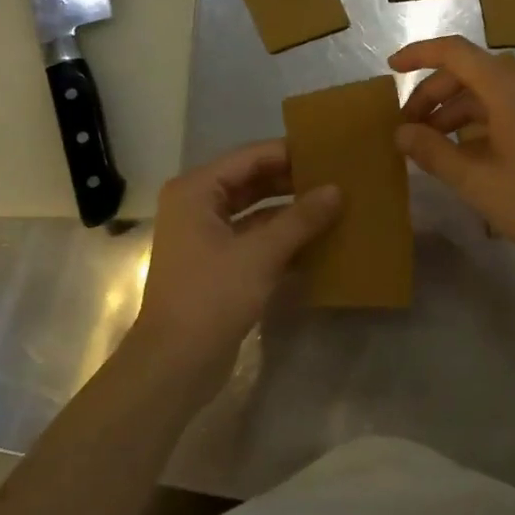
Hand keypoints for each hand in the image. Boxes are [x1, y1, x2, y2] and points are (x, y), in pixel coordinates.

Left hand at [134, 141, 340, 377]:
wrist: (176, 363)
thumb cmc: (212, 296)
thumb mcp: (261, 253)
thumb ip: (301, 219)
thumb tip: (337, 190)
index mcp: (196, 191)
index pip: (250, 157)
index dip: (289, 153)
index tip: (330, 152)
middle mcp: (197, 206)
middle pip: (252, 182)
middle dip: (293, 181)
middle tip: (338, 178)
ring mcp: (206, 237)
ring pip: (255, 212)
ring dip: (290, 211)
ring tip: (335, 205)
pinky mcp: (218, 264)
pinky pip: (255, 238)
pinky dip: (282, 238)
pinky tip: (318, 240)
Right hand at [391, 36, 514, 275]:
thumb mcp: (476, 181)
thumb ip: (433, 152)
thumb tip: (401, 132)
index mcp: (507, 88)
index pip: (454, 52)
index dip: (419, 55)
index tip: (390, 70)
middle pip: (469, 73)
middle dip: (432, 95)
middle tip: (406, 129)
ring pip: (488, 94)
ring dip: (454, 112)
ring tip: (430, 147)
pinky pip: (507, 110)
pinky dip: (478, 123)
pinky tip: (464, 154)